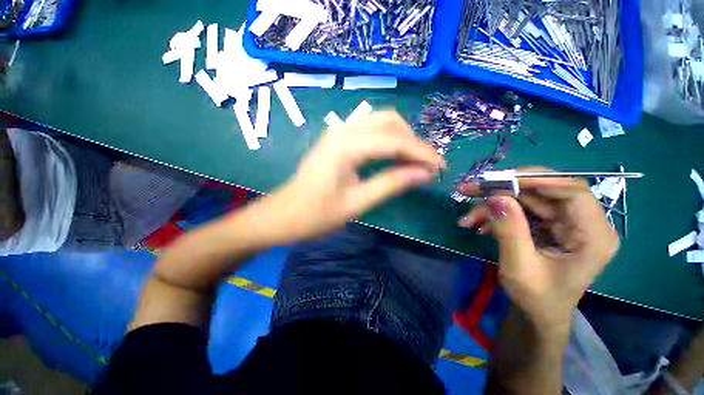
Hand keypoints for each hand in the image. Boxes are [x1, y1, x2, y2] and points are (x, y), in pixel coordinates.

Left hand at [247, 112, 444, 246]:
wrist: (281, 216)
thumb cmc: (315, 215)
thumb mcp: (356, 203)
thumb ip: (391, 184)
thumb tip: (424, 174)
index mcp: (346, 146)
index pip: (395, 141)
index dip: (421, 153)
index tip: (441, 167)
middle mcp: (342, 130)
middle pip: (389, 121)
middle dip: (413, 141)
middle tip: (426, 165)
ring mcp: (337, 133)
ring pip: (379, 123)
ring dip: (401, 138)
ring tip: (413, 161)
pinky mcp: (336, 141)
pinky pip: (368, 131)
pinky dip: (386, 140)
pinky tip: (392, 157)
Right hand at [457, 167, 618, 329]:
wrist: (537, 314)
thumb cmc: (536, 298)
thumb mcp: (520, 267)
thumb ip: (510, 231)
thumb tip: (495, 197)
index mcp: (593, 236)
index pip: (572, 191)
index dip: (536, 180)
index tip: (499, 180)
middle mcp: (583, 224)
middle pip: (543, 192)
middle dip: (503, 191)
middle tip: (470, 191)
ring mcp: (564, 223)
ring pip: (525, 200)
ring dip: (493, 206)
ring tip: (468, 219)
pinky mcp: (548, 226)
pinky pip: (520, 210)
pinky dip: (496, 215)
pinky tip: (479, 225)